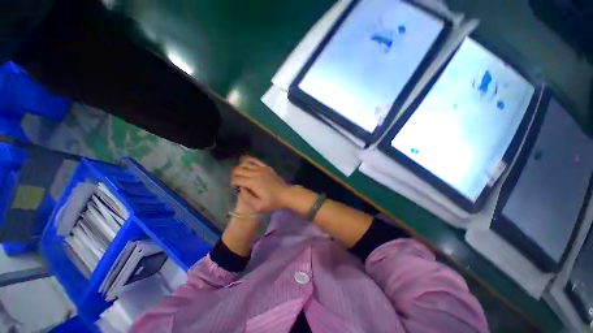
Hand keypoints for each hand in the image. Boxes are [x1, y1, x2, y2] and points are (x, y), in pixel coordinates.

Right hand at [231, 157, 289, 212]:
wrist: (286, 194)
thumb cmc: (273, 202)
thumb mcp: (258, 206)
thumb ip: (247, 198)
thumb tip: (240, 190)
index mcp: (252, 183)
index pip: (236, 179)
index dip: (232, 183)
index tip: (234, 188)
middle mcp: (255, 173)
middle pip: (238, 170)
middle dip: (234, 175)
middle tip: (236, 181)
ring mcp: (261, 169)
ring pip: (245, 164)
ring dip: (239, 168)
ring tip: (239, 174)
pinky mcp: (266, 167)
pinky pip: (255, 160)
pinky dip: (248, 160)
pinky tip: (245, 162)